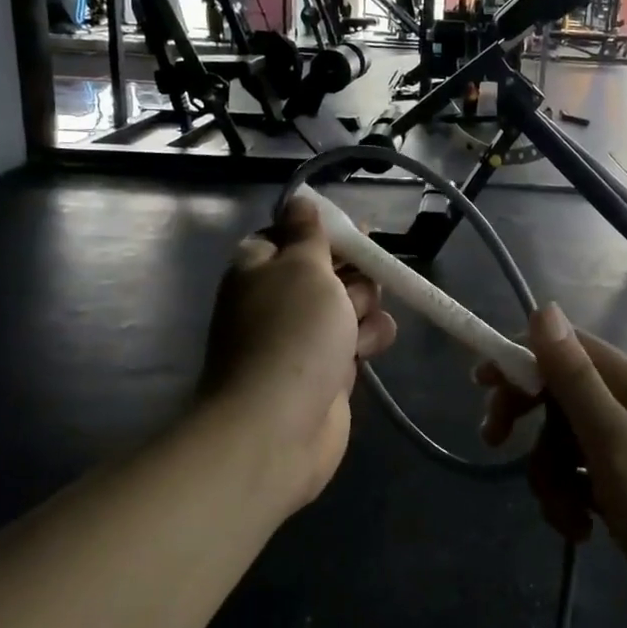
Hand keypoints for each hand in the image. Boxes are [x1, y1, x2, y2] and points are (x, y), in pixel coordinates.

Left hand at [200, 196, 397, 506]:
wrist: (278, 426)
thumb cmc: (291, 333)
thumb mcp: (303, 266)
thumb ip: (308, 233)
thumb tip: (298, 200)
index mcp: (260, 267)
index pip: (292, 235)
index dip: (325, 233)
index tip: (357, 234)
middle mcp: (279, 299)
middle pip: (330, 269)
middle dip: (354, 275)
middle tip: (355, 288)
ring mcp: (302, 337)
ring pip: (350, 305)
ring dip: (364, 310)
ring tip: (357, 328)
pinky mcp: (326, 370)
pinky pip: (357, 340)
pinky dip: (366, 342)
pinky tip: (366, 351)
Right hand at [478, 305, 626, 627]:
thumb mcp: (616, 445)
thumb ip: (576, 379)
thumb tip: (544, 308)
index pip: (566, 348)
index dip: (521, 358)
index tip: (480, 387)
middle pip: (558, 395)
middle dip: (526, 421)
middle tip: (496, 445)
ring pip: (563, 444)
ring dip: (550, 477)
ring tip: (567, 517)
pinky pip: (579, 479)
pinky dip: (569, 501)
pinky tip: (580, 532)